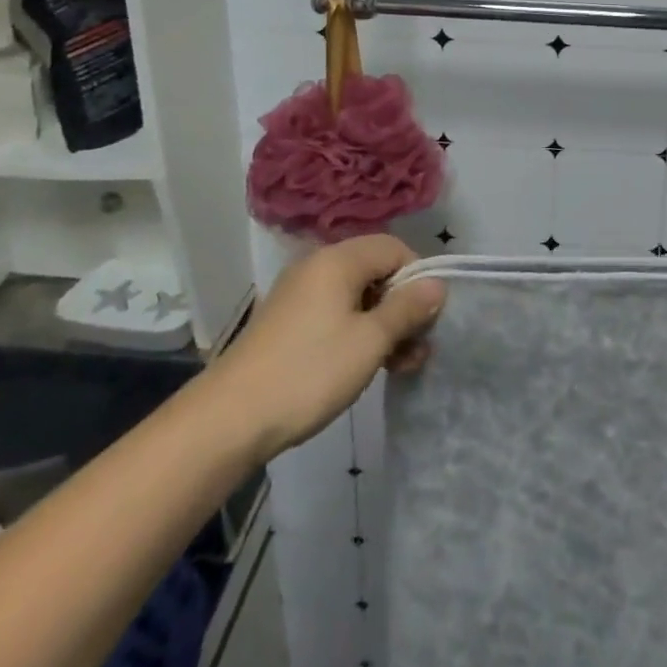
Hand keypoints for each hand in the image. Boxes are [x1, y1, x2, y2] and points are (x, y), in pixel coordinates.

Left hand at [213, 234, 445, 455]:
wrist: (229, 419)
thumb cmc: (309, 372)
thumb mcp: (369, 341)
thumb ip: (407, 309)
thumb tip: (437, 284)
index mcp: (338, 260)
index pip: (394, 248)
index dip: (418, 278)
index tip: (428, 318)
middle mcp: (318, 266)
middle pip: (376, 271)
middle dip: (402, 306)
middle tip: (417, 349)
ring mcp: (300, 294)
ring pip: (357, 296)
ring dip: (383, 325)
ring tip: (399, 365)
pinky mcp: (288, 322)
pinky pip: (335, 313)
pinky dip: (357, 332)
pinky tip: (365, 366)